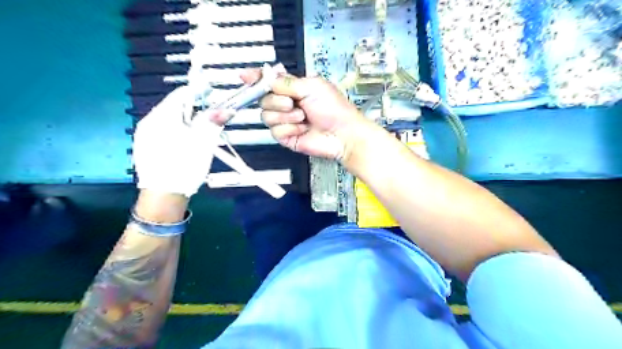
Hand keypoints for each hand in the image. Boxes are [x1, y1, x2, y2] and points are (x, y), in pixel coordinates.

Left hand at [133, 87, 233, 196]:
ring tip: (200, 132)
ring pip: (169, 120)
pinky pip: (163, 131)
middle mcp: (149, 121)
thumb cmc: (184, 166)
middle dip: (194, 109)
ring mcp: (144, 135)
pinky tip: (186, 143)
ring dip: (186, 120)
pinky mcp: (145, 147)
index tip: (213, 94)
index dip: (199, 92)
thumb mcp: (203, 142)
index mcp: (162, 117)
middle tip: (210, 116)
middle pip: (175, 107)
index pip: (181, 94)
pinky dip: (177, 131)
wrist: (164, 196)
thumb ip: (214, 122)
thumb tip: (228, 109)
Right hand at [233, 72, 367, 161]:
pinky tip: (302, 129)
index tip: (244, 76)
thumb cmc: (334, 110)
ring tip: (302, 117)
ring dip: (285, 115)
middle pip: (263, 99)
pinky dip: (289, 128)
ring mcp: (286, 121)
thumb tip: (268, 77)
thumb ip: (287, 82)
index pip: (268, 82)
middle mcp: (287, 104)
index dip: (255, 78)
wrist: (342, 133)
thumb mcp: (312, 87)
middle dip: (276, 100)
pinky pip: (275, 130)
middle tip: (292, 102)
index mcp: (293, 88)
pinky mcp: (286, 136)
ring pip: (266, 115)